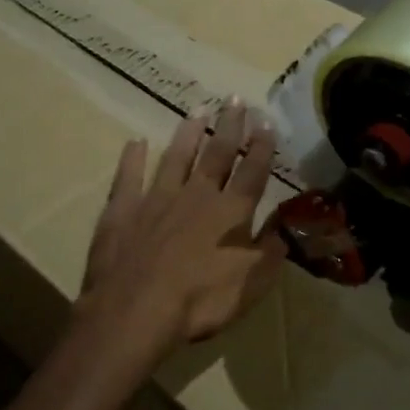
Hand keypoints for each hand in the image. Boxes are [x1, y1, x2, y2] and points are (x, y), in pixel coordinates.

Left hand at [79, 99, 286, 354]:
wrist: (136, 310)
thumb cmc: (200, 302)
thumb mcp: (251, 284)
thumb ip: (269, 252)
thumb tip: (285, 230)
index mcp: (230, 213)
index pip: (252, 172)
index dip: (261, 147)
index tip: (265, 121)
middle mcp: (196, 196)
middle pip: (216, 154)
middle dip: (228, 127)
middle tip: (233, 99)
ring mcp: (156, 199)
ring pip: (176, 158)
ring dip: (187, 134)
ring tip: (197, 111)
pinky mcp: (123, 210)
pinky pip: (129, 177)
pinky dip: (132, 159)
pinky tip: (135, 142)